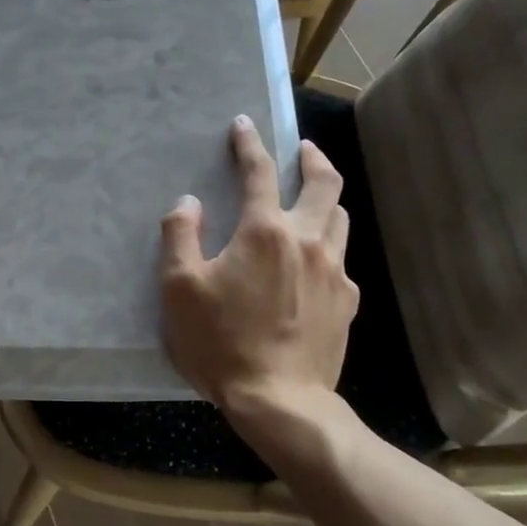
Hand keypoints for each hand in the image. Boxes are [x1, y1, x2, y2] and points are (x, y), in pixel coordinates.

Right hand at [159, 115, 357, 419]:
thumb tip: (189, 203)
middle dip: (313, 158)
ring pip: (340, 219)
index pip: (260, 172)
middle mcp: (308, 241)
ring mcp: (334, 273)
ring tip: (311, 201)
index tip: (243, 125)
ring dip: (326, 201)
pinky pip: (341, 261)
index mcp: (265, 232)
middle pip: (325, 184)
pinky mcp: (347, 304)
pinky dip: (327, 248)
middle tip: (302, 150)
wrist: (280, 401)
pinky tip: (313, 264)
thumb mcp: (179, 289)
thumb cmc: (221, 342)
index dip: (249, 144)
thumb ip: (180, 236)